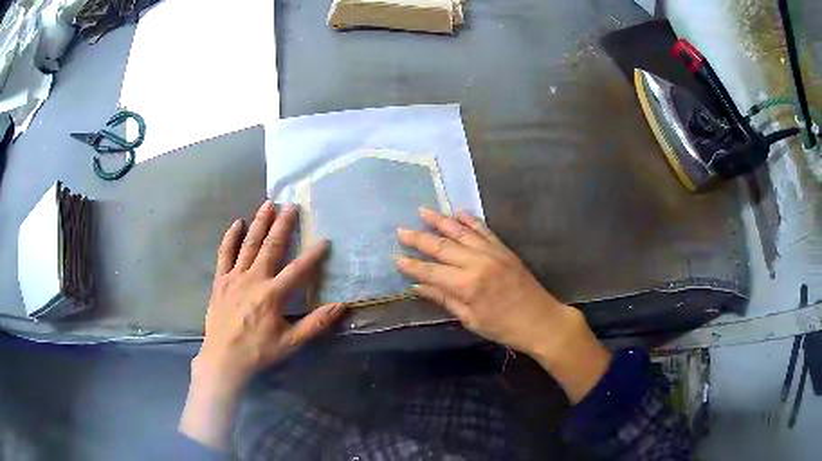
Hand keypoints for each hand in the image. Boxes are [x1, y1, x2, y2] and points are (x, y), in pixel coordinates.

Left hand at [180, 201, 345, 449]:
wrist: (223, 359)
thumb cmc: (258, 352)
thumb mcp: (291, 342)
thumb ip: (317, 323)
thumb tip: (342, 306)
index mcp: (273, 295)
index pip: (298, 270)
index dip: (313, 255)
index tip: (325, 240)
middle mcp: (254, 279)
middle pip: (271, 247)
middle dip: (283, 225)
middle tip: (291, 205)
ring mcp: (234, 277)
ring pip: (249, 245)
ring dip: (259, 224)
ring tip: (268, 204)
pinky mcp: (220, 281)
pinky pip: (225, 254)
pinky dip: (230, 237)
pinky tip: (237, 223)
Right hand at [396, 208, 609, 401]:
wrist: (541, 320)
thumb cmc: (504, 327)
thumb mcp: (471, 320)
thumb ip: (444, 299)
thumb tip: (417, 287)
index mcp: (467, 285)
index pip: (431, 272)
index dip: (412, 265)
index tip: (396, 257)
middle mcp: (478, 262)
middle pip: (442, 247)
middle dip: (419, 238)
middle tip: (401, 230)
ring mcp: (492, 252)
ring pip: (461, 232)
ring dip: (441, 221)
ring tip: (423, 211)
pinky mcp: (504, 249)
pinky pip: (484, 230)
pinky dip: (470, 220)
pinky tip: (458, 212)